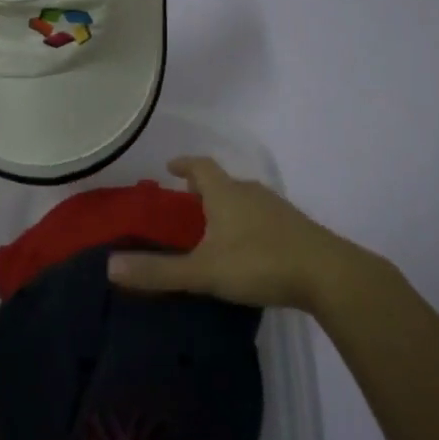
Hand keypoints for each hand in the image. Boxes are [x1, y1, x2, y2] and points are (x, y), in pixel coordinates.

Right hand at [107, 157, 368, 313]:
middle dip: (203, 187)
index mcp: (226, 194)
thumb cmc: (260, 263)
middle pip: (223, 181)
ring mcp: (277, 209)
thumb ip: (158, 271)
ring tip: (213, 224)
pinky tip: (247, 247)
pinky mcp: (295, 228)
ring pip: (244, 199)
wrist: (329, 275)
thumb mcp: (203, 271)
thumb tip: (110, 267)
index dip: (184, 164)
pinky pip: (262, 216)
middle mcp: (251, 193)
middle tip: (186, 199)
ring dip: (227, 205)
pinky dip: (247, 222)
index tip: (170, 166)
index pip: (201, 167)